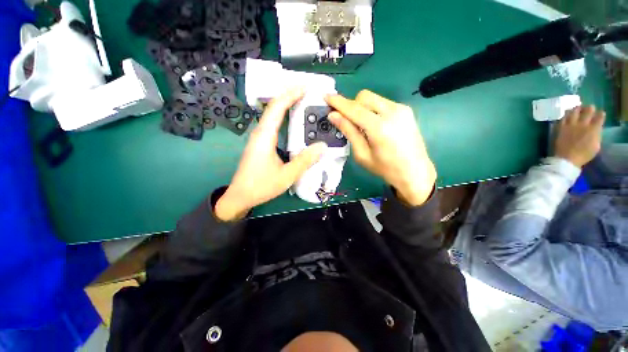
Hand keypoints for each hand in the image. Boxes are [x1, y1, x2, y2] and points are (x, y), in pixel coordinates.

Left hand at [215, 88, 326, 220]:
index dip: (291, 94)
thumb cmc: (261, 186)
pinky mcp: (260, 143)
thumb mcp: (286, 176)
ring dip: (286, 105)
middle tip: (308, 92)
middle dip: (290, 96)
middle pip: (274, 107)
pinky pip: (273, 124)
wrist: (241, 196)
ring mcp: (259, 138)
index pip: (277, 108)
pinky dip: (284, 117)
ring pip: (273, 115)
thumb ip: (304, 161)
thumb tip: (322, 146)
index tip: (306, 87)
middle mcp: (260, 133)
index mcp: (265, 136)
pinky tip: (293, 121)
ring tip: (303, 101)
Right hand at [325, 90, 435, 205]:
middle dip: (351, 105)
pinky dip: (373, 110)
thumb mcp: (362, 154)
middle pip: (364, 97)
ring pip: (373, 98)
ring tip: (362, 125)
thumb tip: (333, 116)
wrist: (415, 172)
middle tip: (346, 119)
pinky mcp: (406, 110)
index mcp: (379, 127)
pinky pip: (383, 103)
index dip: (338, 102)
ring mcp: (401, 109)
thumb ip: (349, 132)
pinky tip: (374, 125)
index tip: (326, 96)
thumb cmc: (385, 168)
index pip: (354, 109)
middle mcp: (392, 112)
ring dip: (362, 107)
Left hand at [554, 105, 604, 167]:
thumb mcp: (596, 146)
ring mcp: (570, 125)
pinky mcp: (560, 128)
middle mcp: (582, 124)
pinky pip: (562, 118)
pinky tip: (566, 115)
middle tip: (589, 107)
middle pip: (587, 111)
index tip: (601, 113)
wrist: (567, 158)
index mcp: (593, 129)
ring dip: (576, 109)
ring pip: (573, 112)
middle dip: (589, 108)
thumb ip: (596, 135)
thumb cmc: (583, 155)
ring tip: (577, 108)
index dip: (601, 114)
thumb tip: (596, 129)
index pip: (599, 117)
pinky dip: (565, 115)